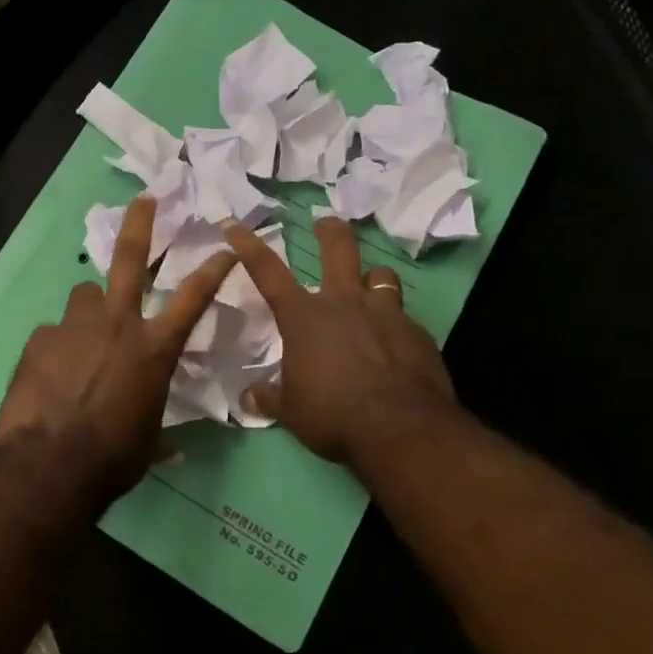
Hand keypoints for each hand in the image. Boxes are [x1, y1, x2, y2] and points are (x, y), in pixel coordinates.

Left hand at [0, 196, 236, 493]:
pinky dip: (58, 346)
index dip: (213, 270)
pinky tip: (51, 372)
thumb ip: (157, 426)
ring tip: (83, 335)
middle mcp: (117, 325)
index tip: (225, 247)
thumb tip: (170, 448)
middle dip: (140, 224)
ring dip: (90, 309)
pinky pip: (53, 333)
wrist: (50, 465)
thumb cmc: (113, 458)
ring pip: (84, 295)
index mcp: (153, 349)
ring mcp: (74, 326)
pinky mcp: (39, 339)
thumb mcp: (148, 440)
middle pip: (129, 258)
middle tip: (144, 200)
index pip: (193, 299)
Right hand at [223, 217, 463, 473]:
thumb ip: (271, 398)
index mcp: (303, 317)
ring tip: (372, 288)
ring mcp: (385, 313)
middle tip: (326, 224)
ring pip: (382, 275)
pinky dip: (397, 326)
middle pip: (339, 248)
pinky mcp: (418, 332)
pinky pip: (405, 317)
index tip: (234, 226)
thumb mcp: (292, 412)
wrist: (401, 429)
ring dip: (374, 278)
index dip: (248, 246)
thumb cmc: (333, 415)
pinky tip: (397, 346)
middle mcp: (344, 302)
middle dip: (330, 231)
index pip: (267, 272)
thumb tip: (250, 396)